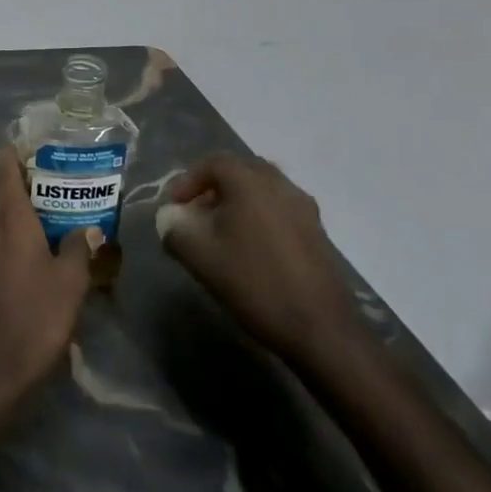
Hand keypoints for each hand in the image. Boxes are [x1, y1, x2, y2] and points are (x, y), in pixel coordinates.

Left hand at [0, 148, 94, 414]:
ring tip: (44, 226)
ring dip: (9, 213)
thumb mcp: (70, 285)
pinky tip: (24, 255)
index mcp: (4, 215)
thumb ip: (79, 248)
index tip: (43, 158)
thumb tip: (88, 229)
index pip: (1, 164)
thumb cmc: (33, 321)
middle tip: (53, 196)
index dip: (18, 154)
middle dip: (18, 186)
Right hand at [160, 153, 359, 368]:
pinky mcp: (317, 232)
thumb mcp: (199, 257)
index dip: (188, 179)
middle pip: (242, 170)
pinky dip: (259, 216)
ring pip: (264, 189)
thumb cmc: (253, 284)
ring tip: (221, 230)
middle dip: (214, 186)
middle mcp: (281, 186)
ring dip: (238, 201)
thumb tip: (171, 218)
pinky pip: (280, 209)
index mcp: (251, 183)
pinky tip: (250, 248)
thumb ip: (175, 229)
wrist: (319, 329)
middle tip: (197, 211)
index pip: (214, 162)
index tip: (175, 206)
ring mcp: (304, 209)